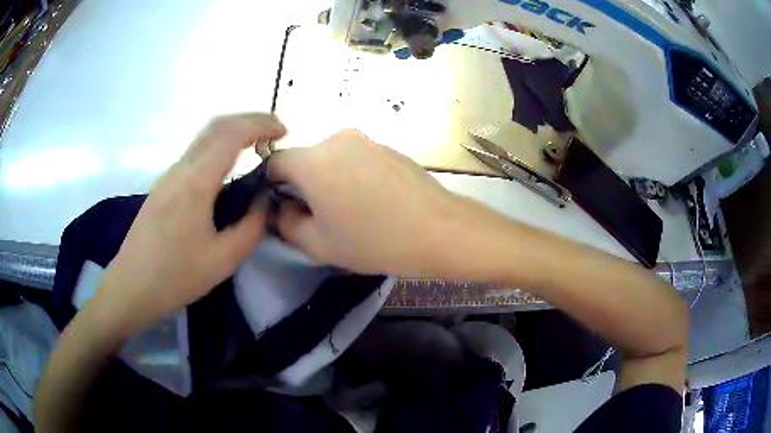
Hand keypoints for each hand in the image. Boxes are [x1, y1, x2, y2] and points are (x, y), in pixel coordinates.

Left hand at [94, 114, 285, 333]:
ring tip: (256, 148)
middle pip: (217, 125)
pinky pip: (195, 155)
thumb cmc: (176, 276)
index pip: (232, 134)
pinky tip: (227, 171)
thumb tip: (262, 200)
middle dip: (249, 120)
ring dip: (233, 133)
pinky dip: (218, 148)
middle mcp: (180, 169)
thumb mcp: (223, 260)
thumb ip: (251, 226)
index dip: (262, 124)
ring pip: (204, 138)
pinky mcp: (163, 186)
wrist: (131, 286)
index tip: (284, 133)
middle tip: (274, 132)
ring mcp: (168, 175)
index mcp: (196, 182)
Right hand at [270, 129, 464, 276]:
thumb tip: (280, 207)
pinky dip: (353, 176)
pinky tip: (375, 202)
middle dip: (303, 185)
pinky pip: (356, 159)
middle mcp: (336, 139)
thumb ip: (285, 223)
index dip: (272, 187)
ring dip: (329, 181)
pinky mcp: (387, 146)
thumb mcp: (317, 244)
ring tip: (353, 212)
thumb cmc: (374, 241)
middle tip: (322, 217)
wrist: (439, 230)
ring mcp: (366, 139)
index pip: (274, 162)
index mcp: (313, 160)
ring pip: (330, 159)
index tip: (287, 209)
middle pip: (304, 160)